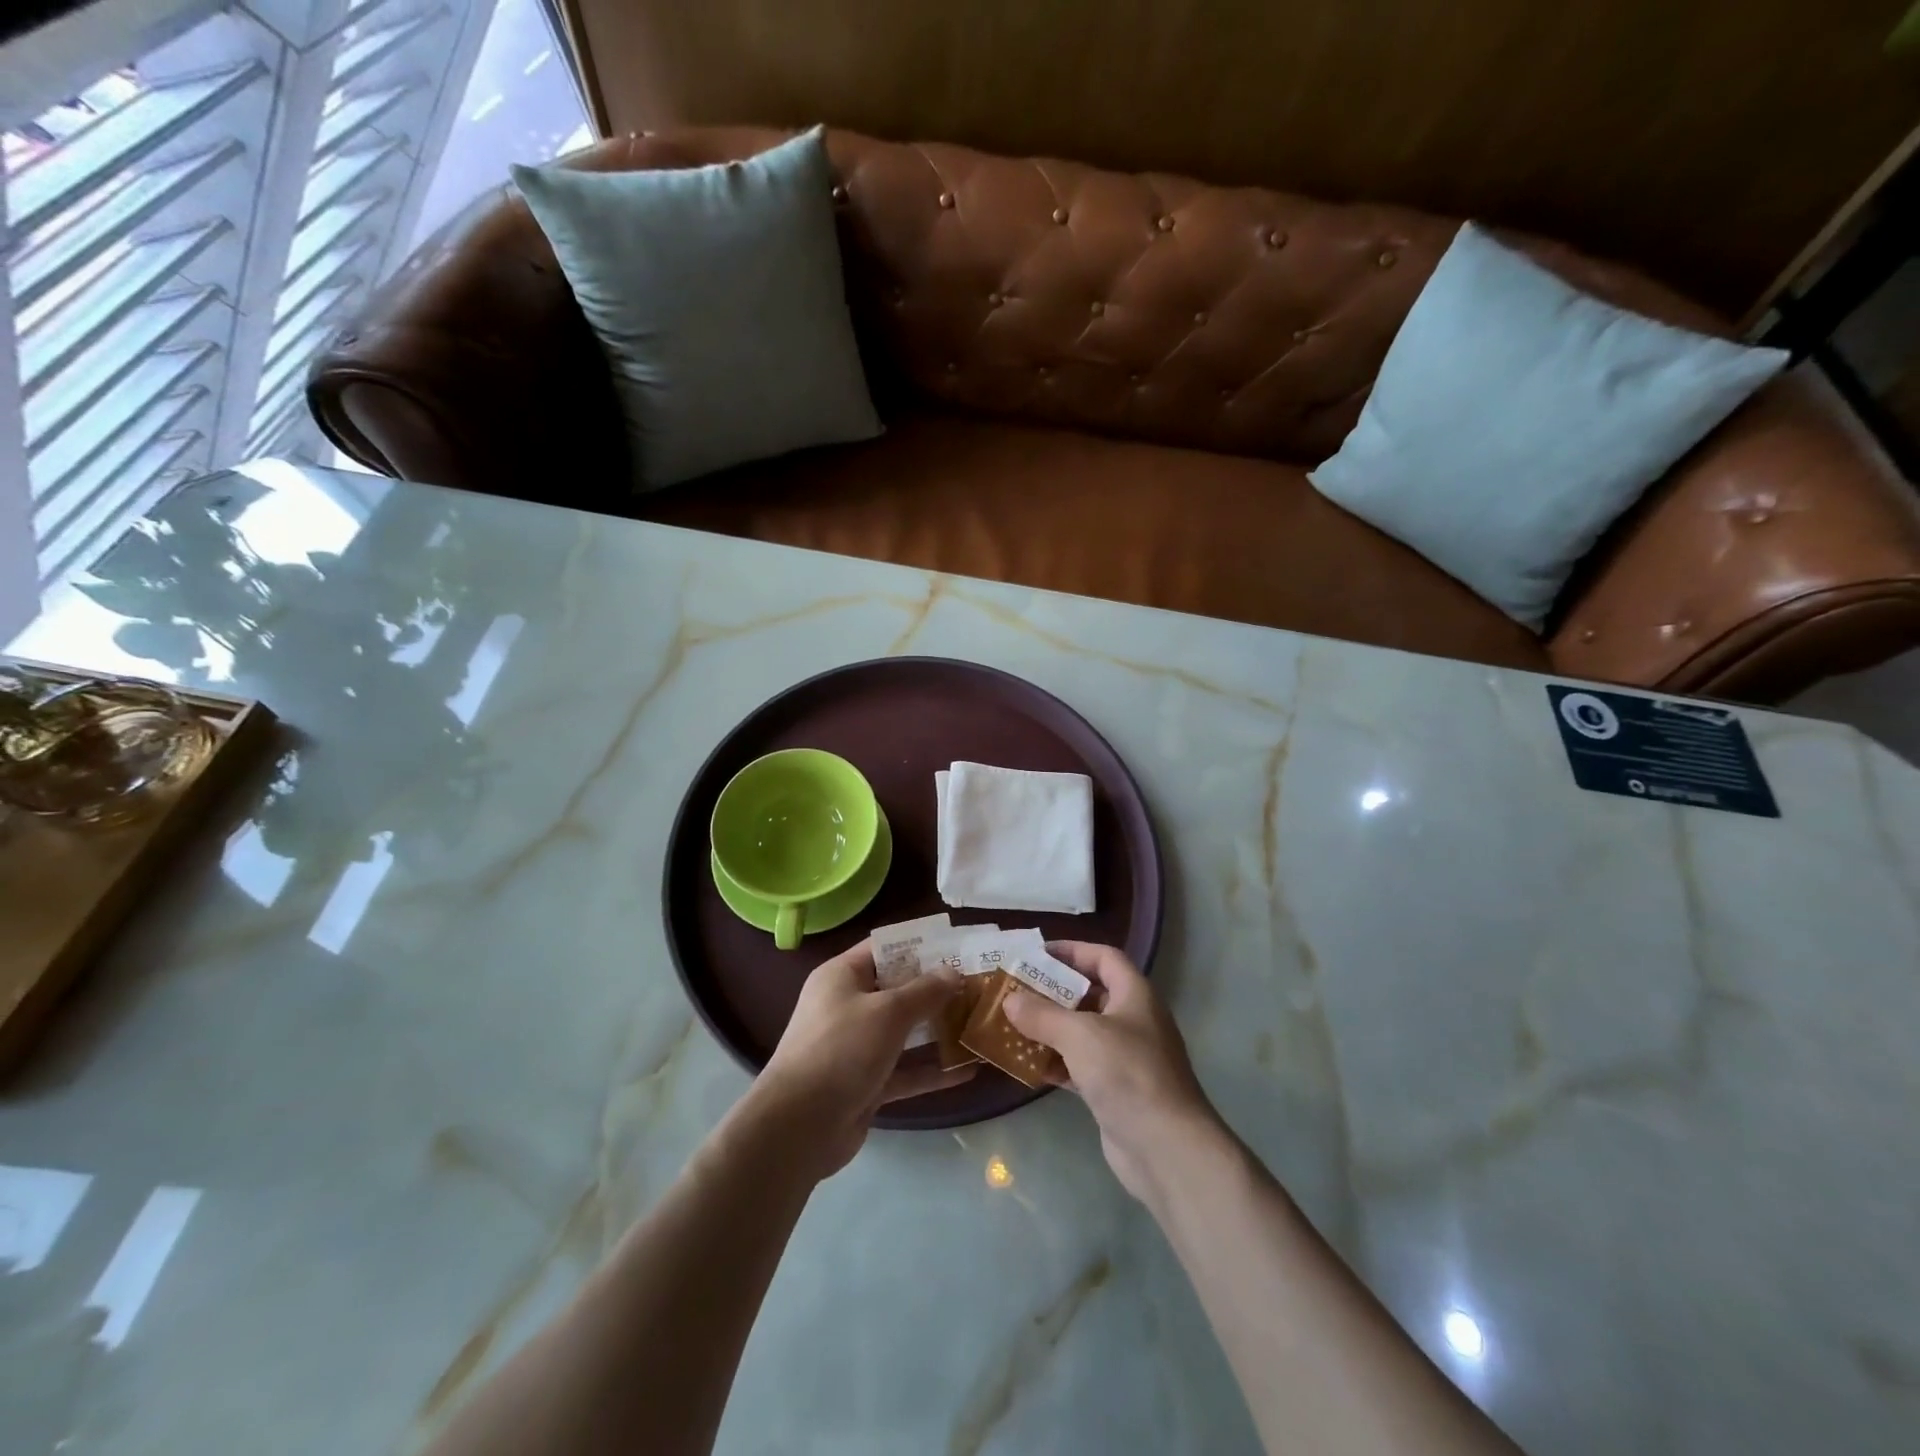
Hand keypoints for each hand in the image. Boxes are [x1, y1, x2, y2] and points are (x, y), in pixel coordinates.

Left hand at [753, 941, 975, 1178]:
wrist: (798, 1127)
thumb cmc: (841, 1050)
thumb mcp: (888, 1012)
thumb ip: (924, 991)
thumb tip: (952, 972)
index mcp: (842, 976)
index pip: (885, 949)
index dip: (921, 947)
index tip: (958, 948)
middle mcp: (847, 1005)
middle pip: (898, 990)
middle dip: (936, 990)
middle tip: (978, 986)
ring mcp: (856, 1046)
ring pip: (904, 1031)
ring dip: (938, 1030)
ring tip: (979, 1023)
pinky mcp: (866, 1083)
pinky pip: (905, 1069)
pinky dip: (932, 1070)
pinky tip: (968, 1070)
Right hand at [1003, 941, 1219, 1203]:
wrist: (1166, 1148)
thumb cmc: (1127, 1073)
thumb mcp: (1080, 1035)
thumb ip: (1042, 1014)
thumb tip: (1010, 999)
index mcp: (1135, 995)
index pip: (1104, 957)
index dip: (1072, 951)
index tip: (1036, 954)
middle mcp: (1133, 1020)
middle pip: (1090, 994)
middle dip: (1054, 991)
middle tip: (1016, 989)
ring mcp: (1126, 1057)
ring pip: (1082, 1032)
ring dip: (1050, 1028)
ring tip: (1014, 1024)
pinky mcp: (1116, 1090)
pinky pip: (1080, 1065)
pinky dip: (1056, 1062)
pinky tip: (1027, 1065)